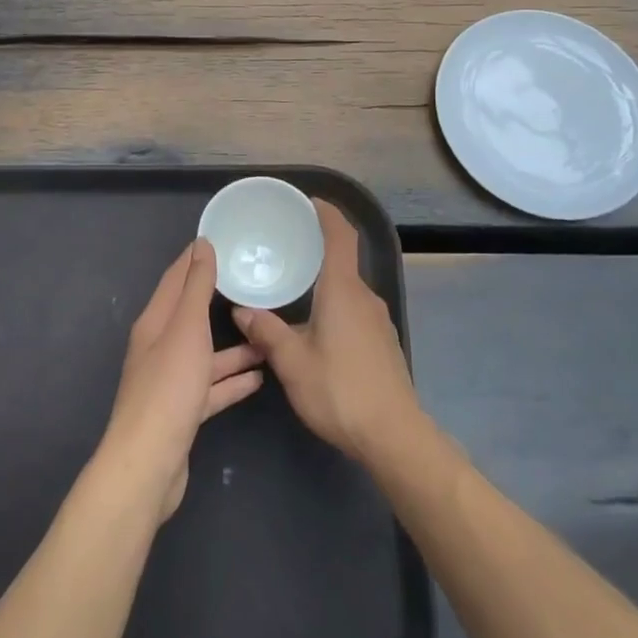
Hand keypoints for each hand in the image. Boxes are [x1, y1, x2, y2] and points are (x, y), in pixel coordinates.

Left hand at [101, 239, 263, 520]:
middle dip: (218, 300)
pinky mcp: (183, 412)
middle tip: (251, 285)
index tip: (220, 240)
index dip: (195, 258)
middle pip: (191, 316)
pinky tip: (259, 378)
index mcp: (155, 323)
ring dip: (233, 346)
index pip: (176, 279)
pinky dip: (232, 381)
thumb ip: (196, 288)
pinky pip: (211, 388)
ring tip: (266, 336)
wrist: (149, 465)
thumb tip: (201, 245)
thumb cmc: (169, 388)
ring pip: (205, 354)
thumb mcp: (186, 329)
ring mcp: (170, 382)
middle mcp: (159, 347)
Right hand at [233, 200, 422, 464]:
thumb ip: (266, 332)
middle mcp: (364, 297)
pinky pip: (355, 311)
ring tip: (295, 291)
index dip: (327, 214)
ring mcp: (378, 320)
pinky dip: (335, 306)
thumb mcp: (292, 363)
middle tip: (286, 249)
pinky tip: (317, 329)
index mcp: (342, 290)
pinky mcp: (383, 343)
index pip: (341, 236)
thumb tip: (242, 311)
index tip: (310, 202)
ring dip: (325, 284)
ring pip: (348, 290)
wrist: (394, 436)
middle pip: (343, 261)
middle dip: (317, 251)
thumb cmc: (340, 391)